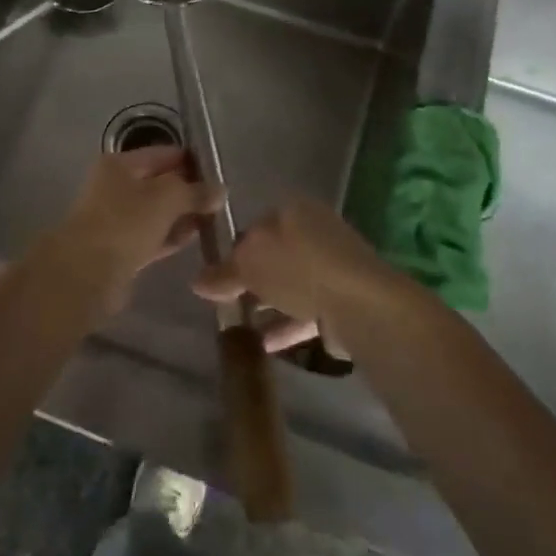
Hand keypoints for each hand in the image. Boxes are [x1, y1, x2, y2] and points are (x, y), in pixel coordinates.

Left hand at [37, 147, 223, 303]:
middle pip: (160, 183)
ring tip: (214, 219)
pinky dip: (172, 236)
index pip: (163, 154)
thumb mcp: (167, 197)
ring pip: (158, 212)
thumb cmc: (125, 223)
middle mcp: (115, 187)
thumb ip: (195, 191)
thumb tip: (219, 191)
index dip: (191, 160)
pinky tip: (195, 238)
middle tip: (221, 199)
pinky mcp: (121, 249)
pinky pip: (153, 236)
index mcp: (119, 164)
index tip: (219, 172)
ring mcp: (117, 219)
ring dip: (183, 215)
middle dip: (189, 190)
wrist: (87, 273)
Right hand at [192, 194, 394, 351]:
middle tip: (226, 301)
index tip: (217, 274)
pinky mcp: (343, 302)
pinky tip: (263, 345)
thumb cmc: (298, 267)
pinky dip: (285, 327)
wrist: (357, 302)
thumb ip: (223, 271)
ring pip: (291, 284)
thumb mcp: (249, 263)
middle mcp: (316, 232)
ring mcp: (333, 268)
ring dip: (268, 304)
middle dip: (253, 278)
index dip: (235, 248)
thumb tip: (198, 281)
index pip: (257, 225)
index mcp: (294, 210)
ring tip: (239, 326)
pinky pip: (306, 314)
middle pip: (276, 255)